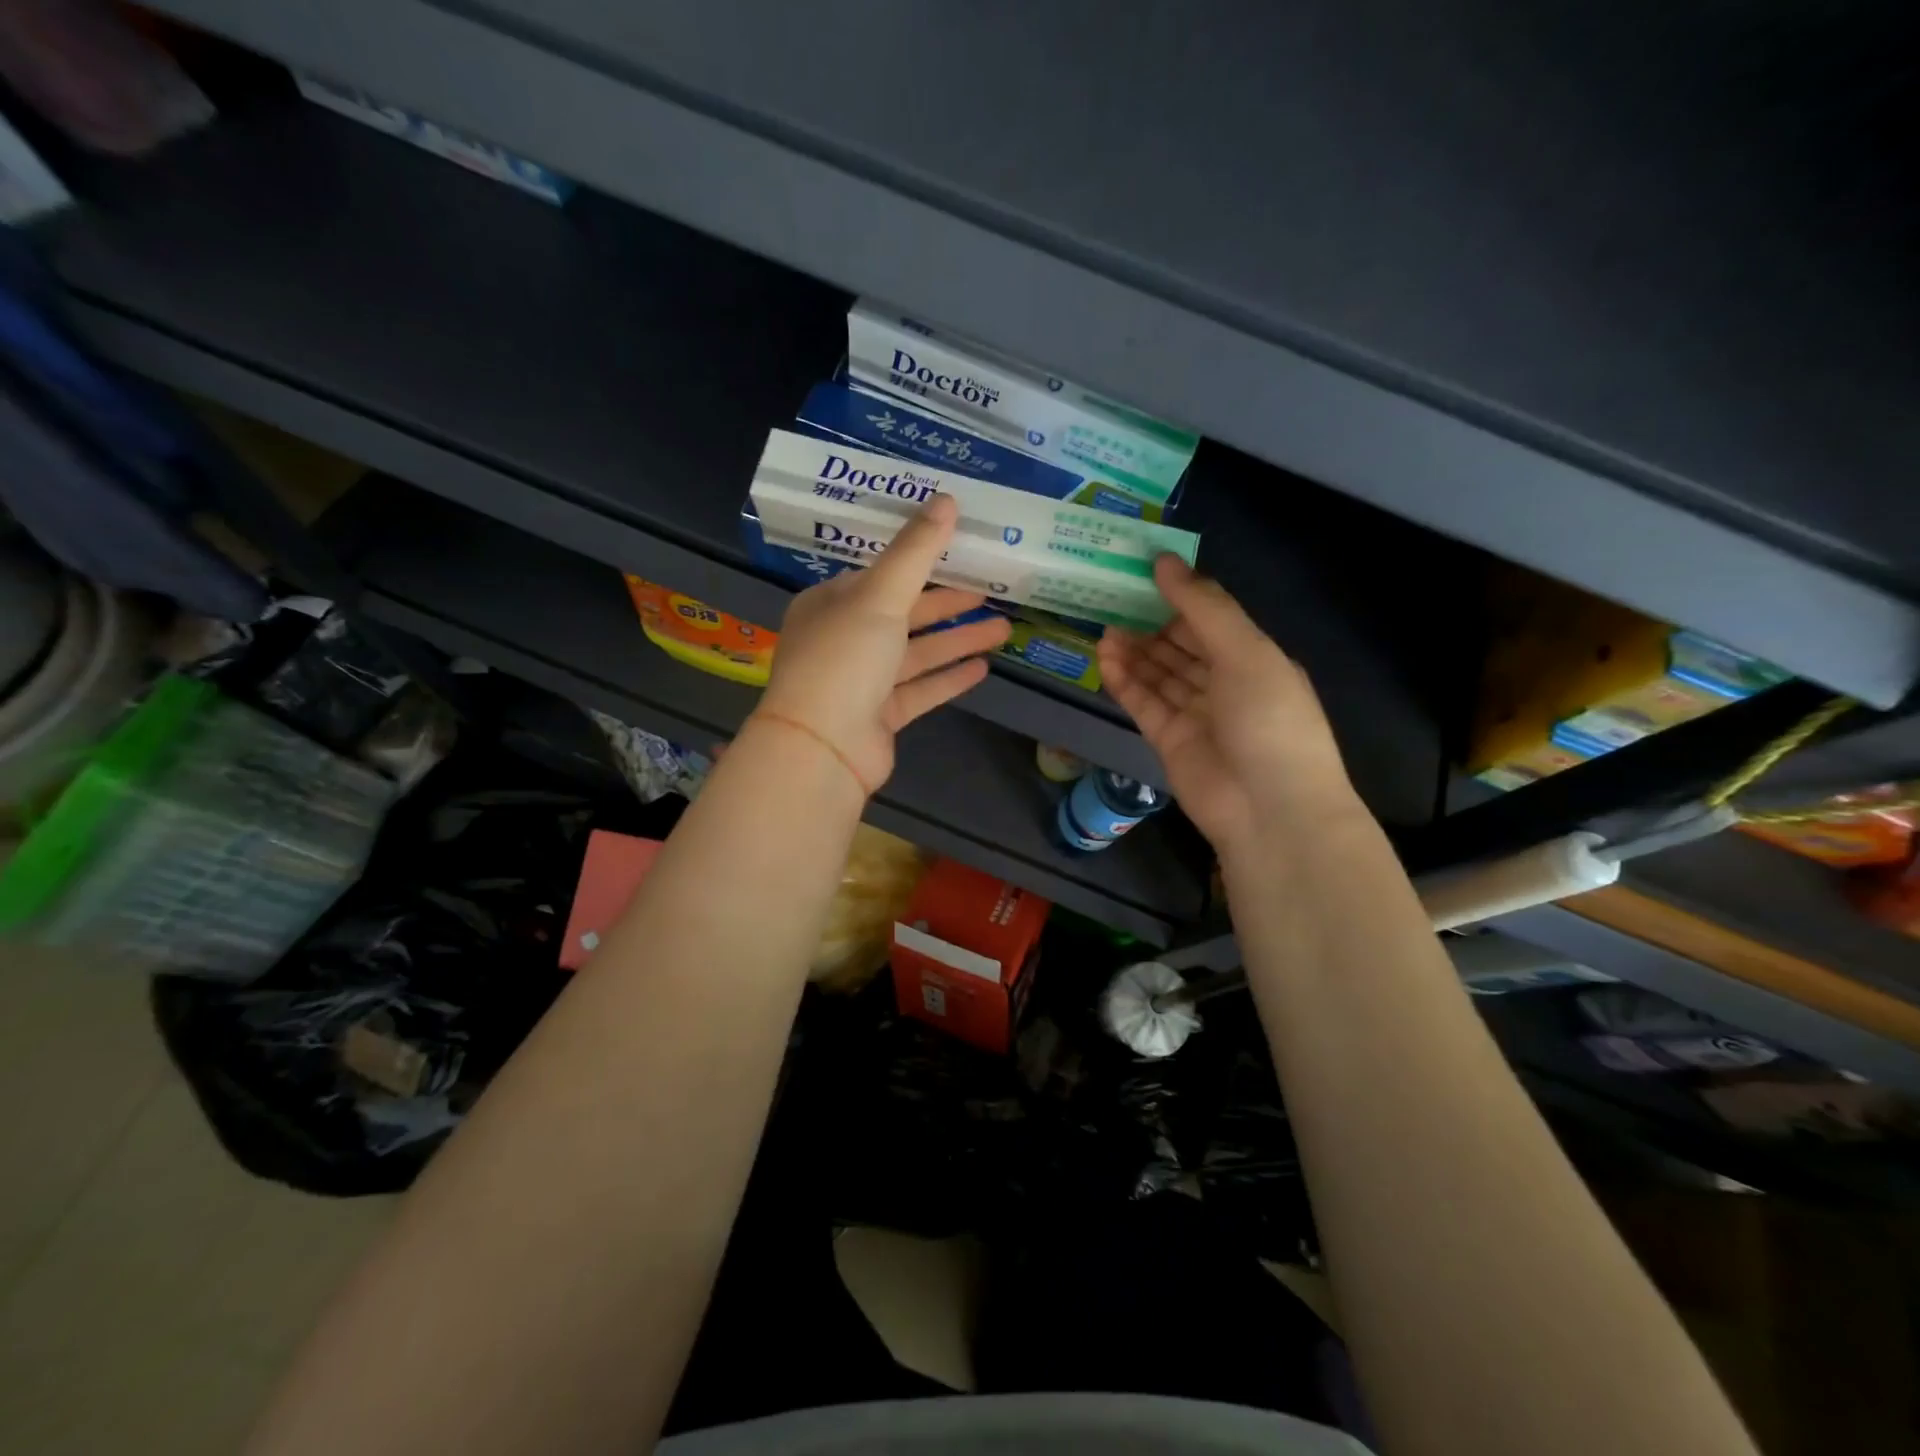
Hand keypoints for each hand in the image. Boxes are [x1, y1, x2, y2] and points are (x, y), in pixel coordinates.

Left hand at [752, 494, 1010, 793]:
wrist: (822, 748)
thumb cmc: (844, 659)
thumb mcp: (880, 596)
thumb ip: (916, 551)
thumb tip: (947, 499)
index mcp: (831, 604)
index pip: (881, 576)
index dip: (921, 562)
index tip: (960, 552)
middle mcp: (844, 639)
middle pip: (904, 614)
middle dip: (949, 604)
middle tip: (992, 591)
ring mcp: (862, 681)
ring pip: (917, 653)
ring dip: (957, 640)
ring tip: (1004, 628)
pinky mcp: (880, 716)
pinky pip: (920, 690)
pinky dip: (948, 678)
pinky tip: (983, 668)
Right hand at [1098, 555, 1357, 855]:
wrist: (1269, 810)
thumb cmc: (1270, 721)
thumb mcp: (1246, 652)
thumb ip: (1203, 607)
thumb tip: (1164, 560)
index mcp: (1255, 659)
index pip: (1211, 619)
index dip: (1178, 595)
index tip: (1141, 571)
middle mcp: (1226, 684)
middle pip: (1181, 646)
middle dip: (1149, 623)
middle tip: (1110, 598)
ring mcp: (1196, 714)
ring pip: (1159, 674)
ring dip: (1133, 651)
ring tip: (1101, 627)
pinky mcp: (1169, 741)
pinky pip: (1144, 703)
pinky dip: (1125, 682)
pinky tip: (1104, 658)